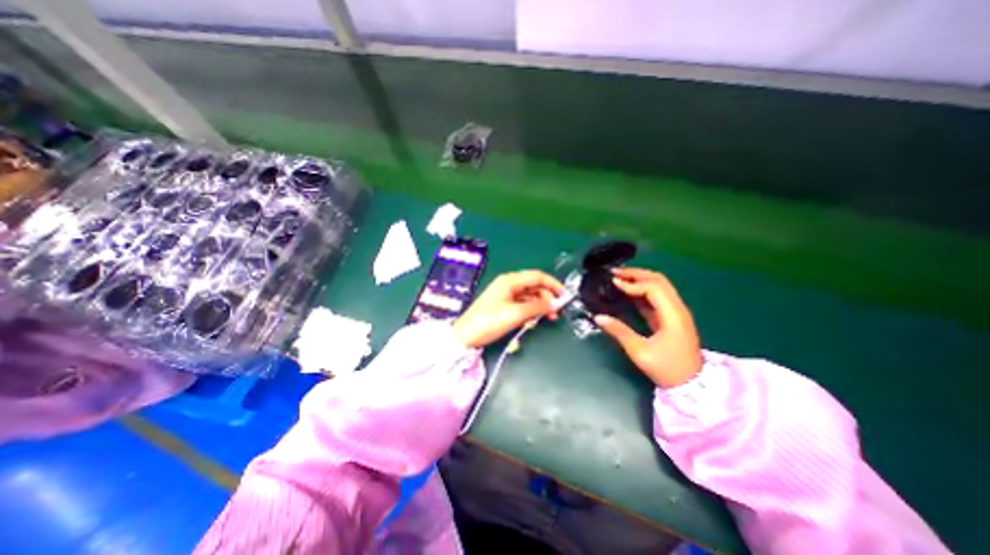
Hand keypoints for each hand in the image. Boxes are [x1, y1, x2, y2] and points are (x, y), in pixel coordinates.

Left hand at [452, 271, 559, 349]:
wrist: (466, 335)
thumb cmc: (489, 321)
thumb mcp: (515, 314)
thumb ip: (537, 307)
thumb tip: (554, 303)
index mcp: (510, 281)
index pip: (538, 276)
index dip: (553, 284)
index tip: (565, 296)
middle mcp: (509, 284)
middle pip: (534, 285)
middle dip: (548, 297)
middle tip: (557, 311)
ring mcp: (506, 294)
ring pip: (530, 295)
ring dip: (541, 304)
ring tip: (549, 317)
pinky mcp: (504, 304)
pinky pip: (523, 303)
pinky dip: (531, 309)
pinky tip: (536, 318)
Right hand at [595, 267, 702, 387]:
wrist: (692, 385)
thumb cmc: (666, 369)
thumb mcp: (640, 352)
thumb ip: (619, 332)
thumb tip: (598, 317)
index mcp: (673, 315)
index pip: (653, 288)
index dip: (632, 283)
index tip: (613, 284)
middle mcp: (677, 308)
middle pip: (659, 281)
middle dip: (636, 274)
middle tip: (615, 273)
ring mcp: (676, 312)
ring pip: (660, 286)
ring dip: (640, 279)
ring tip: (619, 278)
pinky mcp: (672, 318)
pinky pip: (657, 297)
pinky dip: (642, 290)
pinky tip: (628, 292)